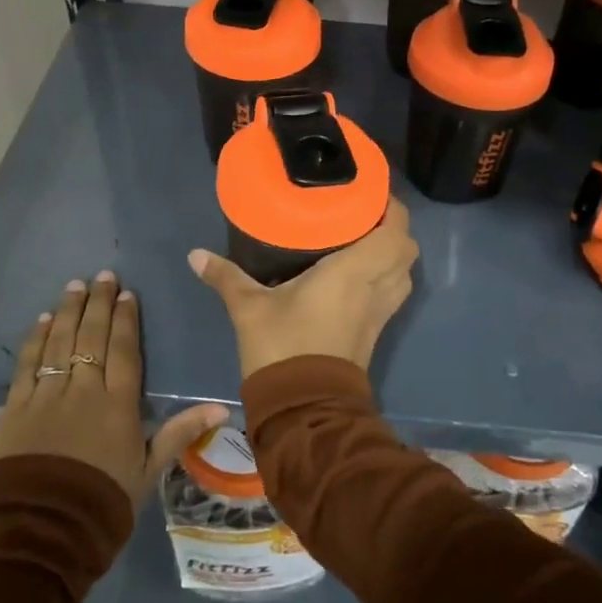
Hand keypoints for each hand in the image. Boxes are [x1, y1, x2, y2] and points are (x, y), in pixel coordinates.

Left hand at [0, 272, 226, 509]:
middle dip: (98, 303)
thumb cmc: (103, 503)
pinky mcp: (16, 408)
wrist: (43, 533)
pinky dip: (35, 339)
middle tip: (102, 275)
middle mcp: (83, 390)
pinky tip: (42, 320)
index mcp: (117, 404)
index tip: (126, 292)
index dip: (125, 318)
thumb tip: (223, 408)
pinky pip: (28, 365)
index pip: (124, 350)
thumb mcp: (147, 471)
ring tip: (74, 286)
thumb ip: (180, 433)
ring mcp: (47, 396)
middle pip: (92, 337)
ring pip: (60, 343)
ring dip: (68, 311)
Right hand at [188, 197, 419, 380]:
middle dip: (393, 228)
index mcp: (353, 272)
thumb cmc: (283, 347)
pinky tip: (357, 274)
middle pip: (407, 249)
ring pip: (404, 273)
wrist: (304, 410)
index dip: (391, 208)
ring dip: (393, 254)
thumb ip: (226, 276)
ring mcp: (380, 313)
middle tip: (363, 215)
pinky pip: (393, 293)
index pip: (395, 231)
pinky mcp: (375, 332)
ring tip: (362, 239)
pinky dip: (386, 277)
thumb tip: (194, 254)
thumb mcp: (249, 308)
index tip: (369, 192)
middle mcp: (375, 288)